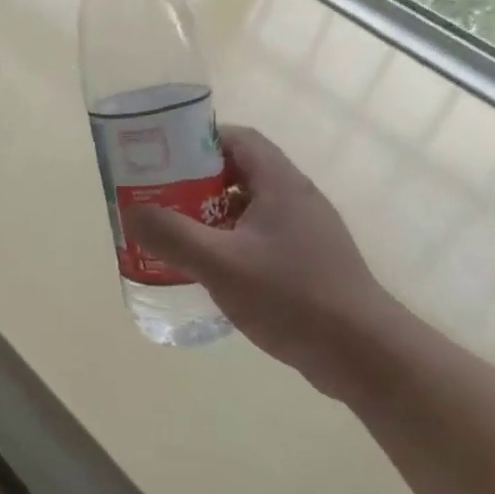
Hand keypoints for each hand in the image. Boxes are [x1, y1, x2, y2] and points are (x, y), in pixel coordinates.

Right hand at [121, 125, 403, 400]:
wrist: (363, 354)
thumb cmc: (291, 297)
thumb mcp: (221, 264)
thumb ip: (173, 235)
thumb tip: (132, 212)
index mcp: (281, 184)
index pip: (237, 139)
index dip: (198, 140)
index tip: (162, 157)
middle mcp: (296, 199)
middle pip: (240, 172)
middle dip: (196, 181)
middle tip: (158, 197)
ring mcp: (305, 232)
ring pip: (248, 208)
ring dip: (211, 215)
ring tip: (174, 233)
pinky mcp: (307, 262)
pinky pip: (259, 237)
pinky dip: (229, 242)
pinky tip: (209, 268)